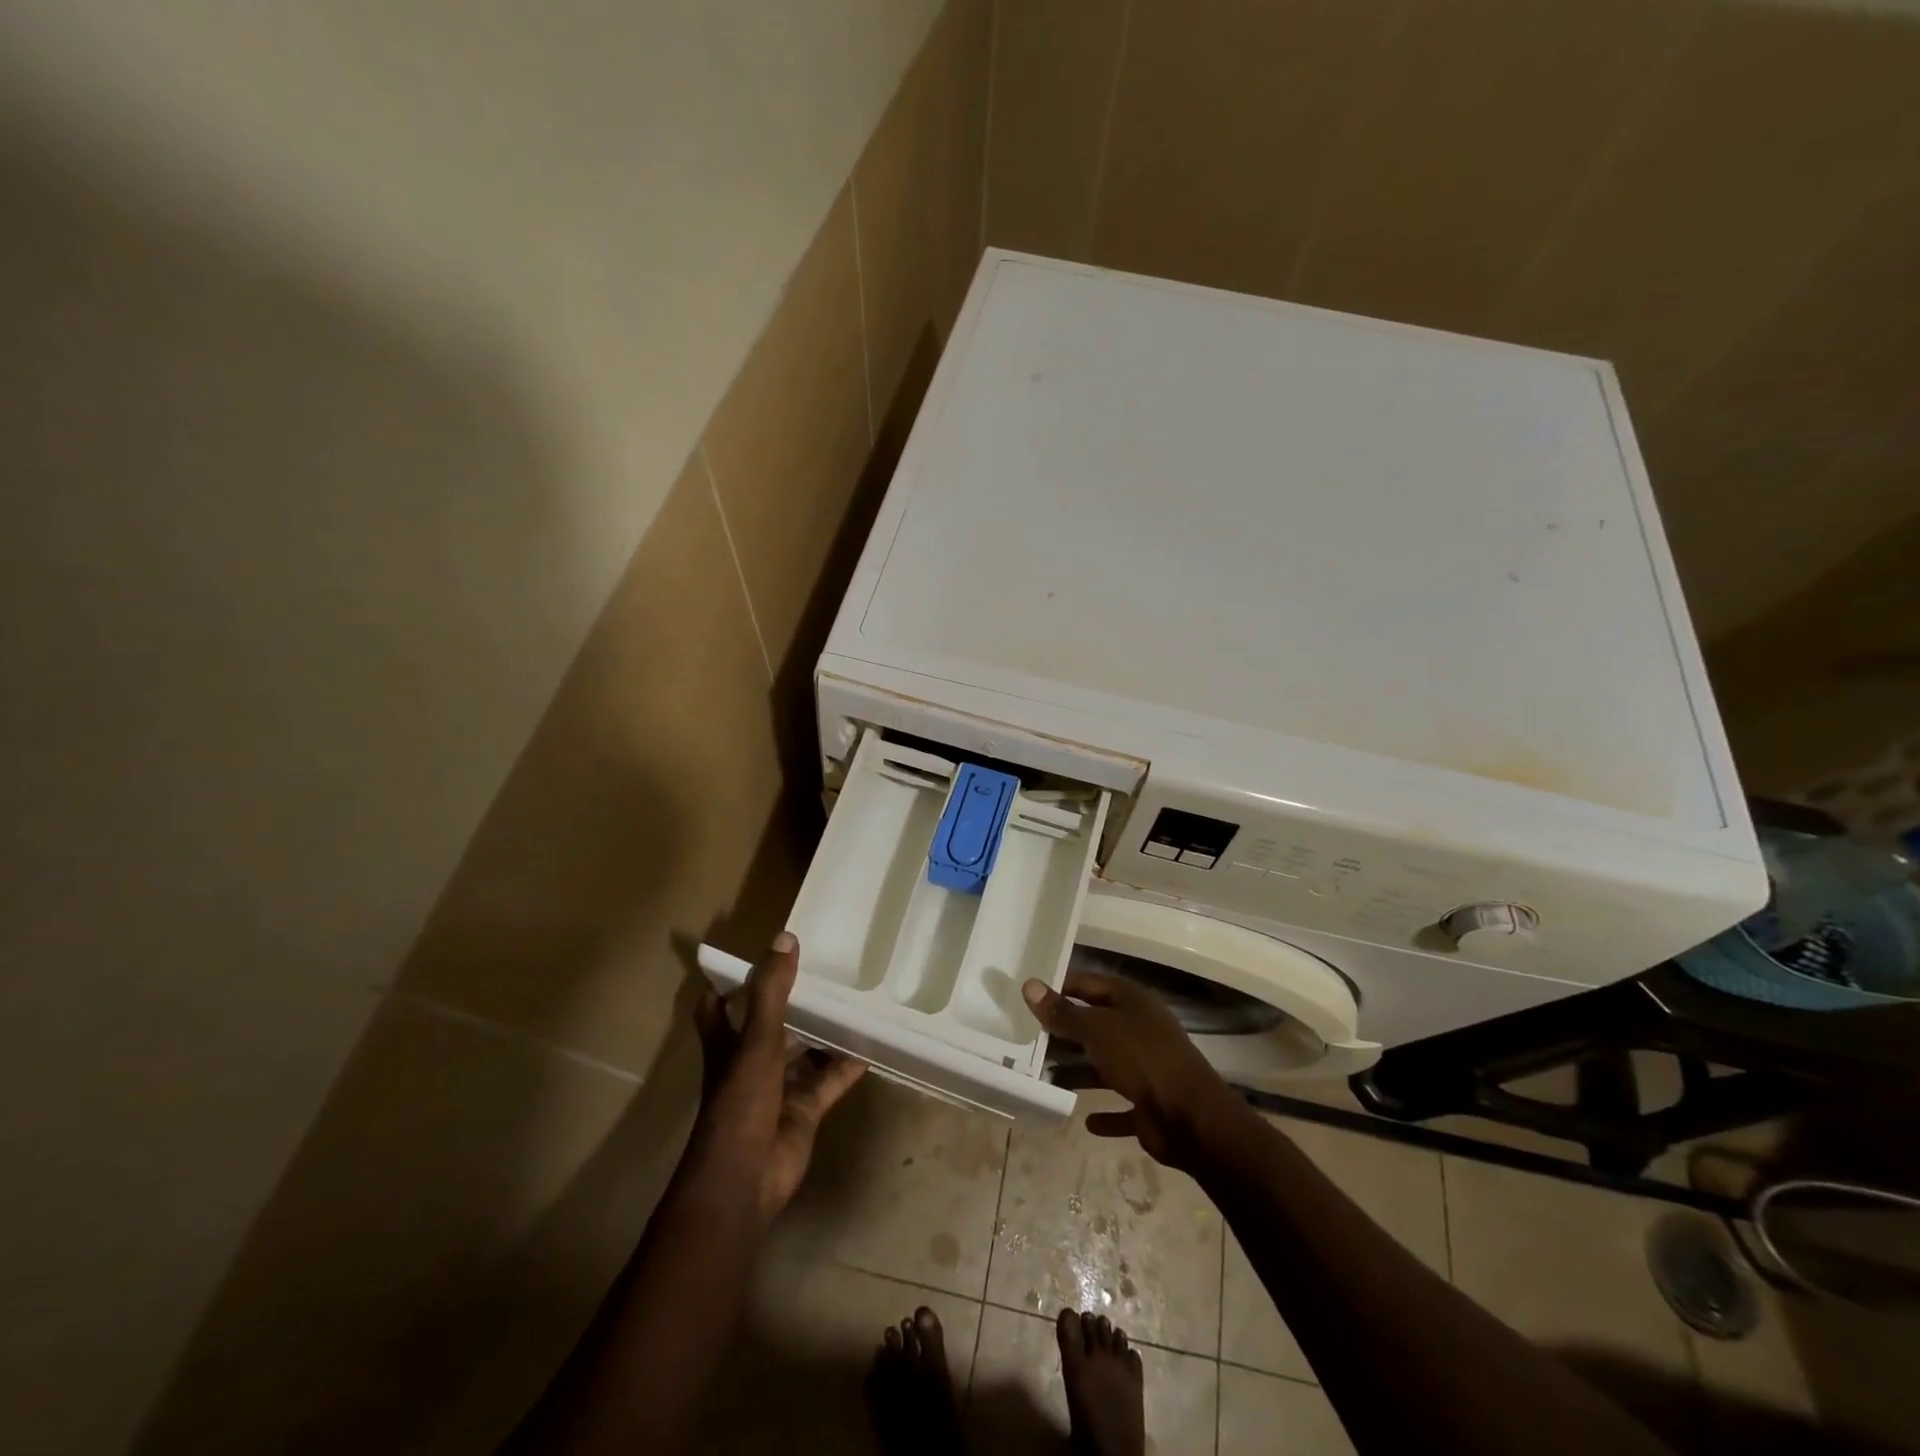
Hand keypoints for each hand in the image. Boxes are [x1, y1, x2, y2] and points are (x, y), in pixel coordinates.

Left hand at [692, 932, 865, 1222]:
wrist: (744, 1182)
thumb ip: (771, 991)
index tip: (756, 956)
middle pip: (770, 1025)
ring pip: (804, 1053)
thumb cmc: (740, 1104)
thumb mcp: (756, 1040)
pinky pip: (829, 1081)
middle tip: (824, 971)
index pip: (718, 1006)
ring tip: (854, 1000)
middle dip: (793, 1003)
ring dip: (824, 1032)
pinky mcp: (803, 1112)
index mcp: (728, 1044)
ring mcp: (778, 1089)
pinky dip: (847, 1066)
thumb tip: (785, 937)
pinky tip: (871, 1045)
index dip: (731, 982)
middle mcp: (750, 1062)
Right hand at [1022, 969, 1242, 1169]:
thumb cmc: (1142, 1059)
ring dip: (1078, 1073)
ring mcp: (1147, 1067)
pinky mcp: (1150, 1103)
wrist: (1192, 1118)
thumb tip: (1029, 985)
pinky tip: (1084, 1120)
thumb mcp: (1096, 1030)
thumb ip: (1062, 1013)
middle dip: (1065, 1034)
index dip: (1061, 988)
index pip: (1089, 984)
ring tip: (1045, 1079)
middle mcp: (1140, 1028)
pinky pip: (1121, 1105)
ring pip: (1104, 1065)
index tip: (1030, 999)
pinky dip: (1105, 1112)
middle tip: (1028, 1041)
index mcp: (1132, 1001)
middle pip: (1095, 1025)